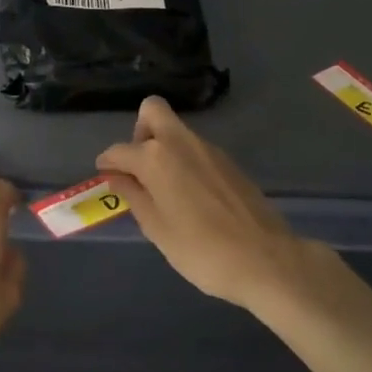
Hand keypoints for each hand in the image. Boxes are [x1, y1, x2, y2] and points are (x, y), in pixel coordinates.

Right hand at [97, 96, 302, 310]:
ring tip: (164, 189)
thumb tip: (116, 176)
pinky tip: (191, 196)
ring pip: (176, 131)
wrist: (266, 260)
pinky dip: (184, 161)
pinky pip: (196, 149)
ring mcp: (209, 149)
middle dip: (138, 132)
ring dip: (163, 148)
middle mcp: (181, 142)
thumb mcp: (156, 228)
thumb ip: (133, 196)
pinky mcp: (229, 162)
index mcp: (156, 157)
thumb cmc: (201, 250)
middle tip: (139, 168)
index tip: (105, 176)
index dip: (107, 162)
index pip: (119, 150)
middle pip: (153, 111)